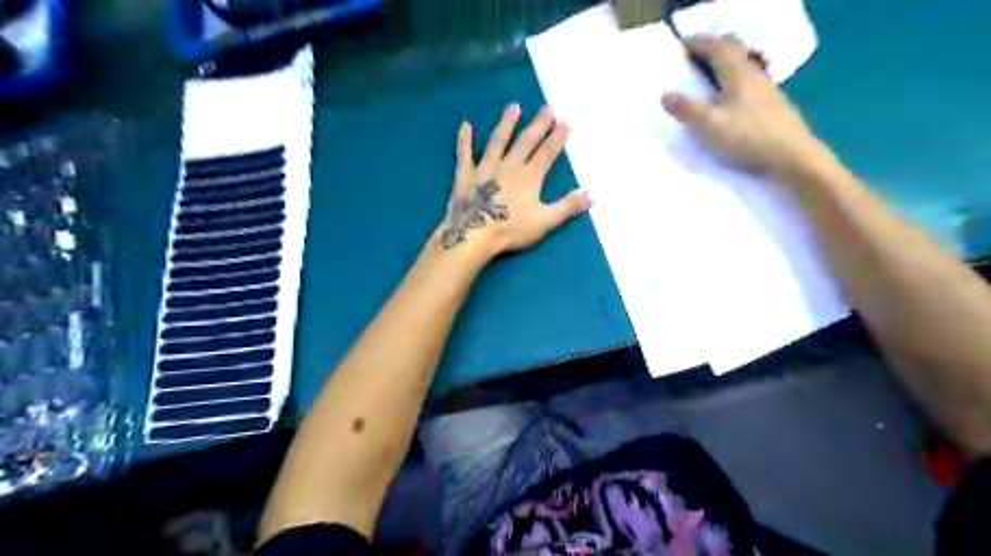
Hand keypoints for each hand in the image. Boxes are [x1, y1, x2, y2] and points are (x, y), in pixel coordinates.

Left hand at [434, 104, 585, 258]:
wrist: (474, 234)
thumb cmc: (511, 229)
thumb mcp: (545, 221)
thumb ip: (568, 206)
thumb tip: (592, 194)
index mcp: (529, 176)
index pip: (547, 153)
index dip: (557, 137)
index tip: (565, 121)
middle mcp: (509, 165)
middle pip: (526, 141)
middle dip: (538, 125)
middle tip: (547, 108)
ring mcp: (486, 168)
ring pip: (497, 141)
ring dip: (506, 123)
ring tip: (514, 107)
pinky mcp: (466, 175)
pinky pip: (465, 154)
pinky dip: (464, 140)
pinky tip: (465, 125)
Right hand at [660, 35, 830, 177]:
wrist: (790, 156)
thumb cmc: (747, 137)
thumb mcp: (709, 125)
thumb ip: (686, 109)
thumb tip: (665, 95)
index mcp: (737, 73)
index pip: (717, 47)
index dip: (699, 42)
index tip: (682, 44)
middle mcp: (754, 74)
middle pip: (734, 51)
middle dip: (713, 49)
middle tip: (694, 56)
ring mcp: (766, 89)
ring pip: (743, 66)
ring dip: (724, 65)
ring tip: (707, 77)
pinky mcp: (772, 104)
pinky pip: (748, 82)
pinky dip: (733, 81)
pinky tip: (728, 99)